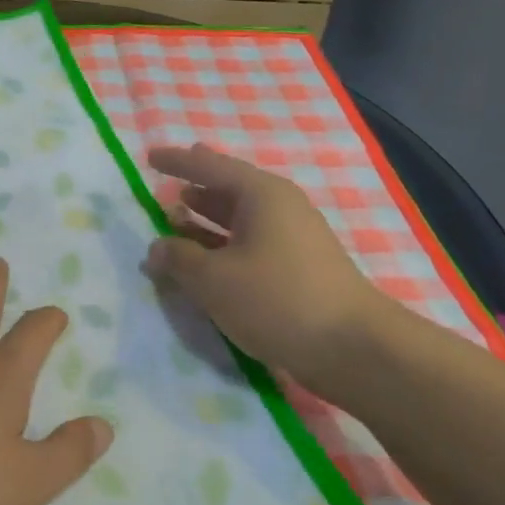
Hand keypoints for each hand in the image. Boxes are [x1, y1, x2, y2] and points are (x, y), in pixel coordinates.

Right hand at [143, 143, 391, 396]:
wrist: (354, 348)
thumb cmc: (277, 299)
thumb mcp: (213, 279)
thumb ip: (178, 258)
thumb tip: (157, 247)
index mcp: (261, 195)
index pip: (210, 167)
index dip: (177, 162)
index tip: (149, 156)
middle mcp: (280, 208)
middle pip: (229, 189)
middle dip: (196, 187)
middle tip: (168, 181)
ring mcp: (293, 239)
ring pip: (239, 220)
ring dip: (206, 220)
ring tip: (175, 219)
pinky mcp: (298, 269)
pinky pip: (249, 243)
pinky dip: (222, 245)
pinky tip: (205, 260)